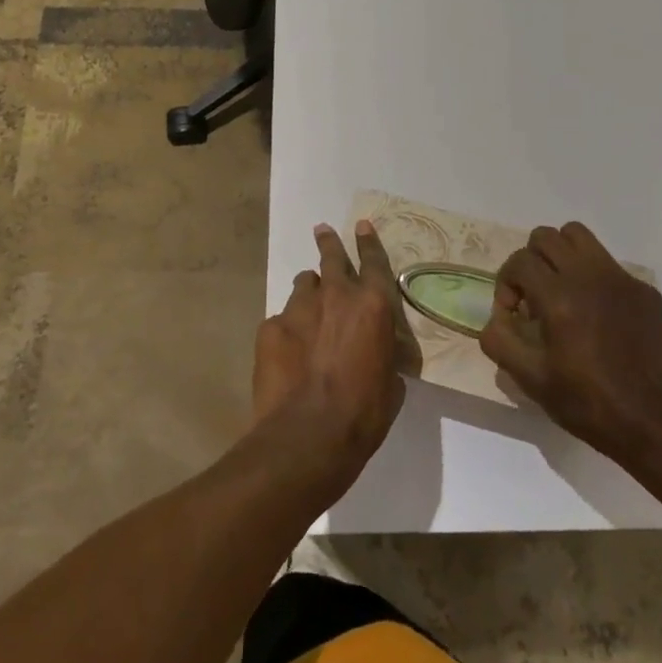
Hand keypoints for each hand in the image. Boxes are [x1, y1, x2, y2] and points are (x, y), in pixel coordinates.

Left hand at [252, 221, 406, 498]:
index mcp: (373, 306)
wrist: (308, 436)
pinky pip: (281, 319)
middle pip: (331, 257)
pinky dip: (287, 330)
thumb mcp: (391, 383)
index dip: (368, 242)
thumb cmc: (363, 414)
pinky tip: (288, 355)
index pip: (374, 262)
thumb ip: (383, 353)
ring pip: (304, 285)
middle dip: (329, 242)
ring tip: (308, 312)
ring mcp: (298, 308)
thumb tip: (378, 352)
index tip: (361, 226)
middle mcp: (336, 296)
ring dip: (309, 293)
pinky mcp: (270, 327)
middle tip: (322, 231)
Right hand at [480, 222, 661, 496]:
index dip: (506, 284)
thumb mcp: (532, 381)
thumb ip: (500, 341)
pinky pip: (609, 264)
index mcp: (559, 297)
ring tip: (562, 290)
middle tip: (534, 296)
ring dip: (561, 255)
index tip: (513, 315)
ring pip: (579, 236)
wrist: (655, 426)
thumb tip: (496, 318)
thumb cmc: (588, 404)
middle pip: (546, 237)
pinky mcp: (644, 291)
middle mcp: (589, 276)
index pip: (519, 261)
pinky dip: (593, 278)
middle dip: (530, 261)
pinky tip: (599, 316)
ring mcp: (621, 279)